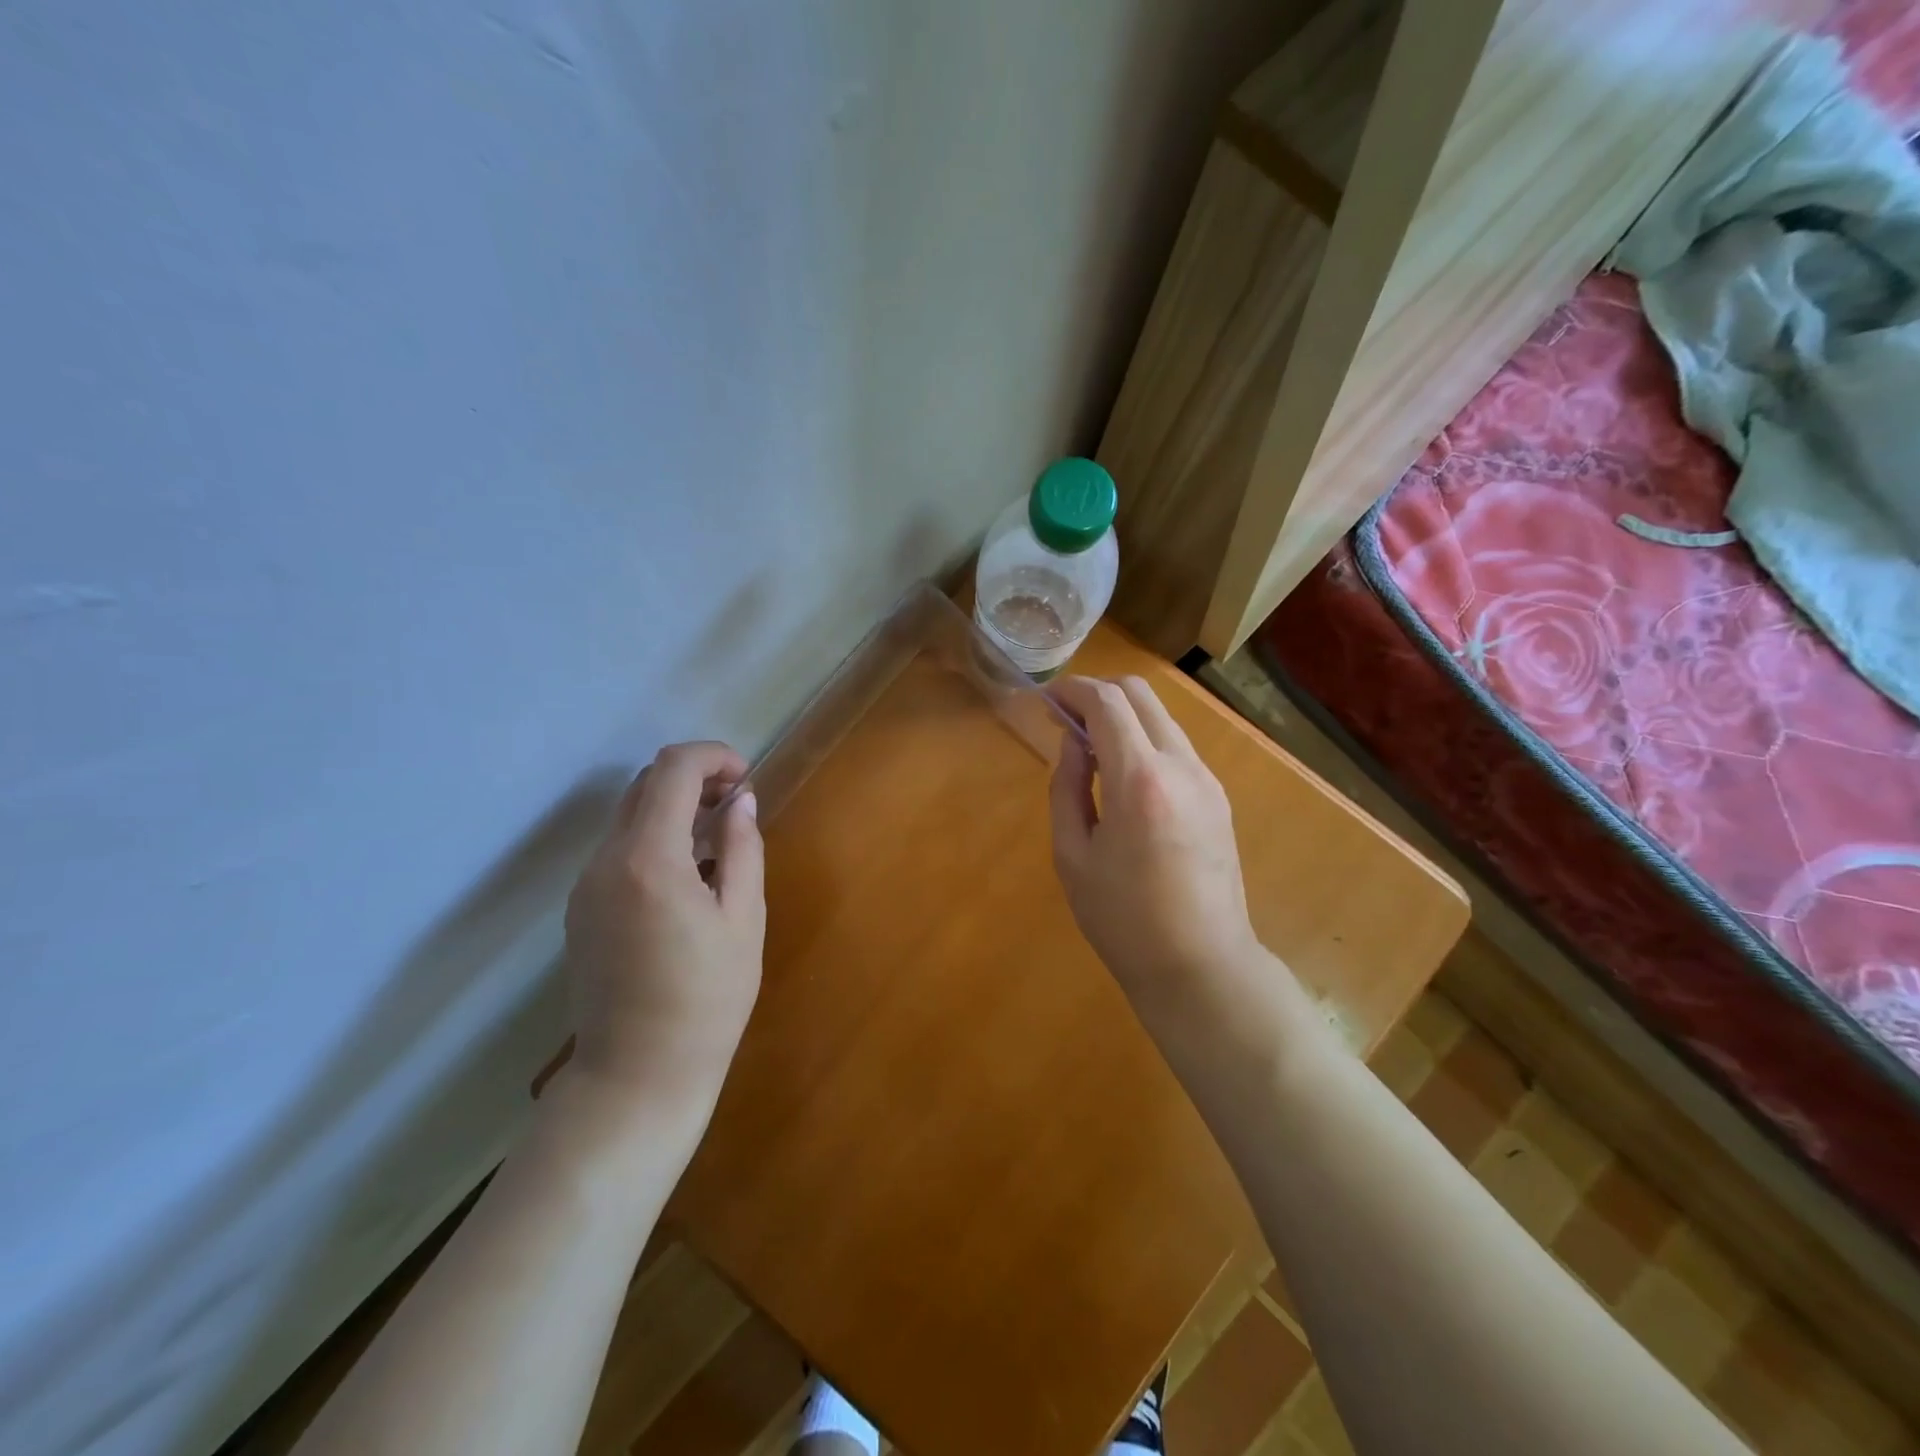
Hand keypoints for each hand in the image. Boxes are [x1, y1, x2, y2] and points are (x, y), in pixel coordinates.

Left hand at [562, 742, 765, 1129]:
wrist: (637, 1075)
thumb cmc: (707, 998)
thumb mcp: (744, 919)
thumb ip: (743, 848)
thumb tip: (741, 801)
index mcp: (649, 859)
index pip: (672, 769)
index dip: (713, 757)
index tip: (745, 780)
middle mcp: (605, 862)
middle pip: (644, 785)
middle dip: (694, 778)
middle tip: (736, 804)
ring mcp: (586, 886)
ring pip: (629, 816)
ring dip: (674, 808)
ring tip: (718, 840)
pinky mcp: (581, 909)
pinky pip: (619, 850)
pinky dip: (655, 838)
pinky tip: (688, 876)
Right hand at [1048, 677, 1264, 1014]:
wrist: (1200, 965)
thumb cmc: (1122, 919)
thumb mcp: (1072, 855)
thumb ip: (1067, 787)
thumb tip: (1073, 742)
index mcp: (1139, 780)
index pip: (1107, 703)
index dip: (1072, 690)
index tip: (1047, 699)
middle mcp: (1180, 766)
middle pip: (1141, 695)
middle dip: (1099, 693)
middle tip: (1066, 718)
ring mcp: (1207, 780)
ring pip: (1162, 717)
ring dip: (1123, 716)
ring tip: (1090, 747)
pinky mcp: (1217, 797)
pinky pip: (1176, 746)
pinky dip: (1144, 740)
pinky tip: (1123, 774)